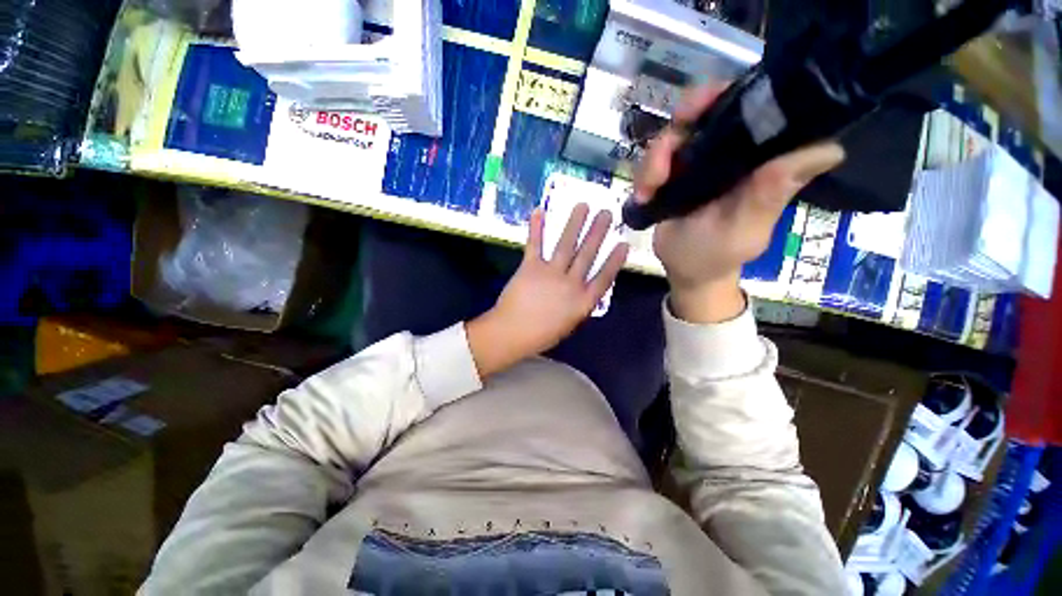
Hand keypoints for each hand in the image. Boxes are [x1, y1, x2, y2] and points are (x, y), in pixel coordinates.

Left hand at [466, 205, 628, 377]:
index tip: (623, 244)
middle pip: (587, 254)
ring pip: (566, 244)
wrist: (512, 333)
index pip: (604, 278)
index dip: (614, 261)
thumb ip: (578, 304)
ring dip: (575, 223)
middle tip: (607, 213)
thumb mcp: (569, 323)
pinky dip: (536, 227)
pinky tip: (539, 211)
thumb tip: (583, 288)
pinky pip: (535, 244)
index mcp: (582, 302)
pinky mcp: (530, 267)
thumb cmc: (541, 335)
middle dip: (598, 233)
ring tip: (583, 205)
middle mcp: (570, 284)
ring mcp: (550, 273)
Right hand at [634, 85, 844, 322]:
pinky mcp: (671, 175)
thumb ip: (771, 194)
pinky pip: (652, 160)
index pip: (753, 106)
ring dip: (654, 160)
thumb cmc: (718, 254)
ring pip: (672, 134)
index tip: (703, 104)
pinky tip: (642, 197)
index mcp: (756, 158)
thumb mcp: (745, 228)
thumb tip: (829, 149)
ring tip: (648, 191)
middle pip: (705, 109)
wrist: (684, 269)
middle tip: (666, 148)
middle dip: (682, 121)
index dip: (729, 94)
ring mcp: (696, 161)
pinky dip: (643, 175)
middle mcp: (728, 151)